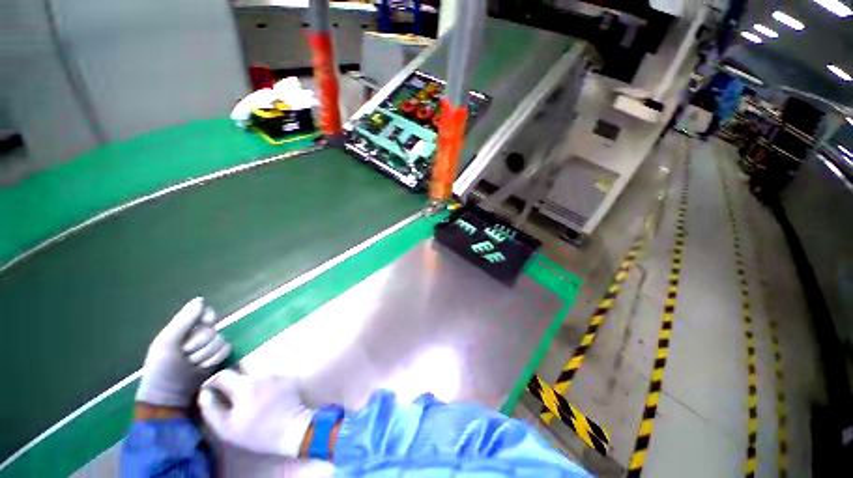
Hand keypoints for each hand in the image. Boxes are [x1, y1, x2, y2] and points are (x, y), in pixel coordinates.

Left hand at [136, 297, 231, 407]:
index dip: (204, 318)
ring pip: (220, 339)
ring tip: (192, 365)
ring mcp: (210, 347)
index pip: (205, 312)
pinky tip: (204, 367)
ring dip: (205, 353)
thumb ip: (184, 321)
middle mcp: (199, 335)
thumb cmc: (162, 369)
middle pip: (212, 328)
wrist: (170, 396)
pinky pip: (227, 349)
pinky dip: (215, 358)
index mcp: (185, 329)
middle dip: (199, 343)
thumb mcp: (167, 343)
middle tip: (185, 355)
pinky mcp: (219, 358)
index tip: (197, 327)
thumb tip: (201, 299)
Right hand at [198, 370, 314, 456]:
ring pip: (257, 375)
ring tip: (251, 399)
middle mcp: (262, 373)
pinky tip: (267, 397)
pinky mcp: (289, 377)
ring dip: (251, 384)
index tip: (209, 390)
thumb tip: (205, 393)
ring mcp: (277, 373)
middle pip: (241, 372)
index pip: (223, 374)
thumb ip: (212, 409)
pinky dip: (265, 385)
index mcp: (245, 384)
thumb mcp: (227, 428)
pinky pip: (271, 377)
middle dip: (233, 383)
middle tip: (231, 397)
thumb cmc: (257, 432)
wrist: (292, 429)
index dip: (213, 382)